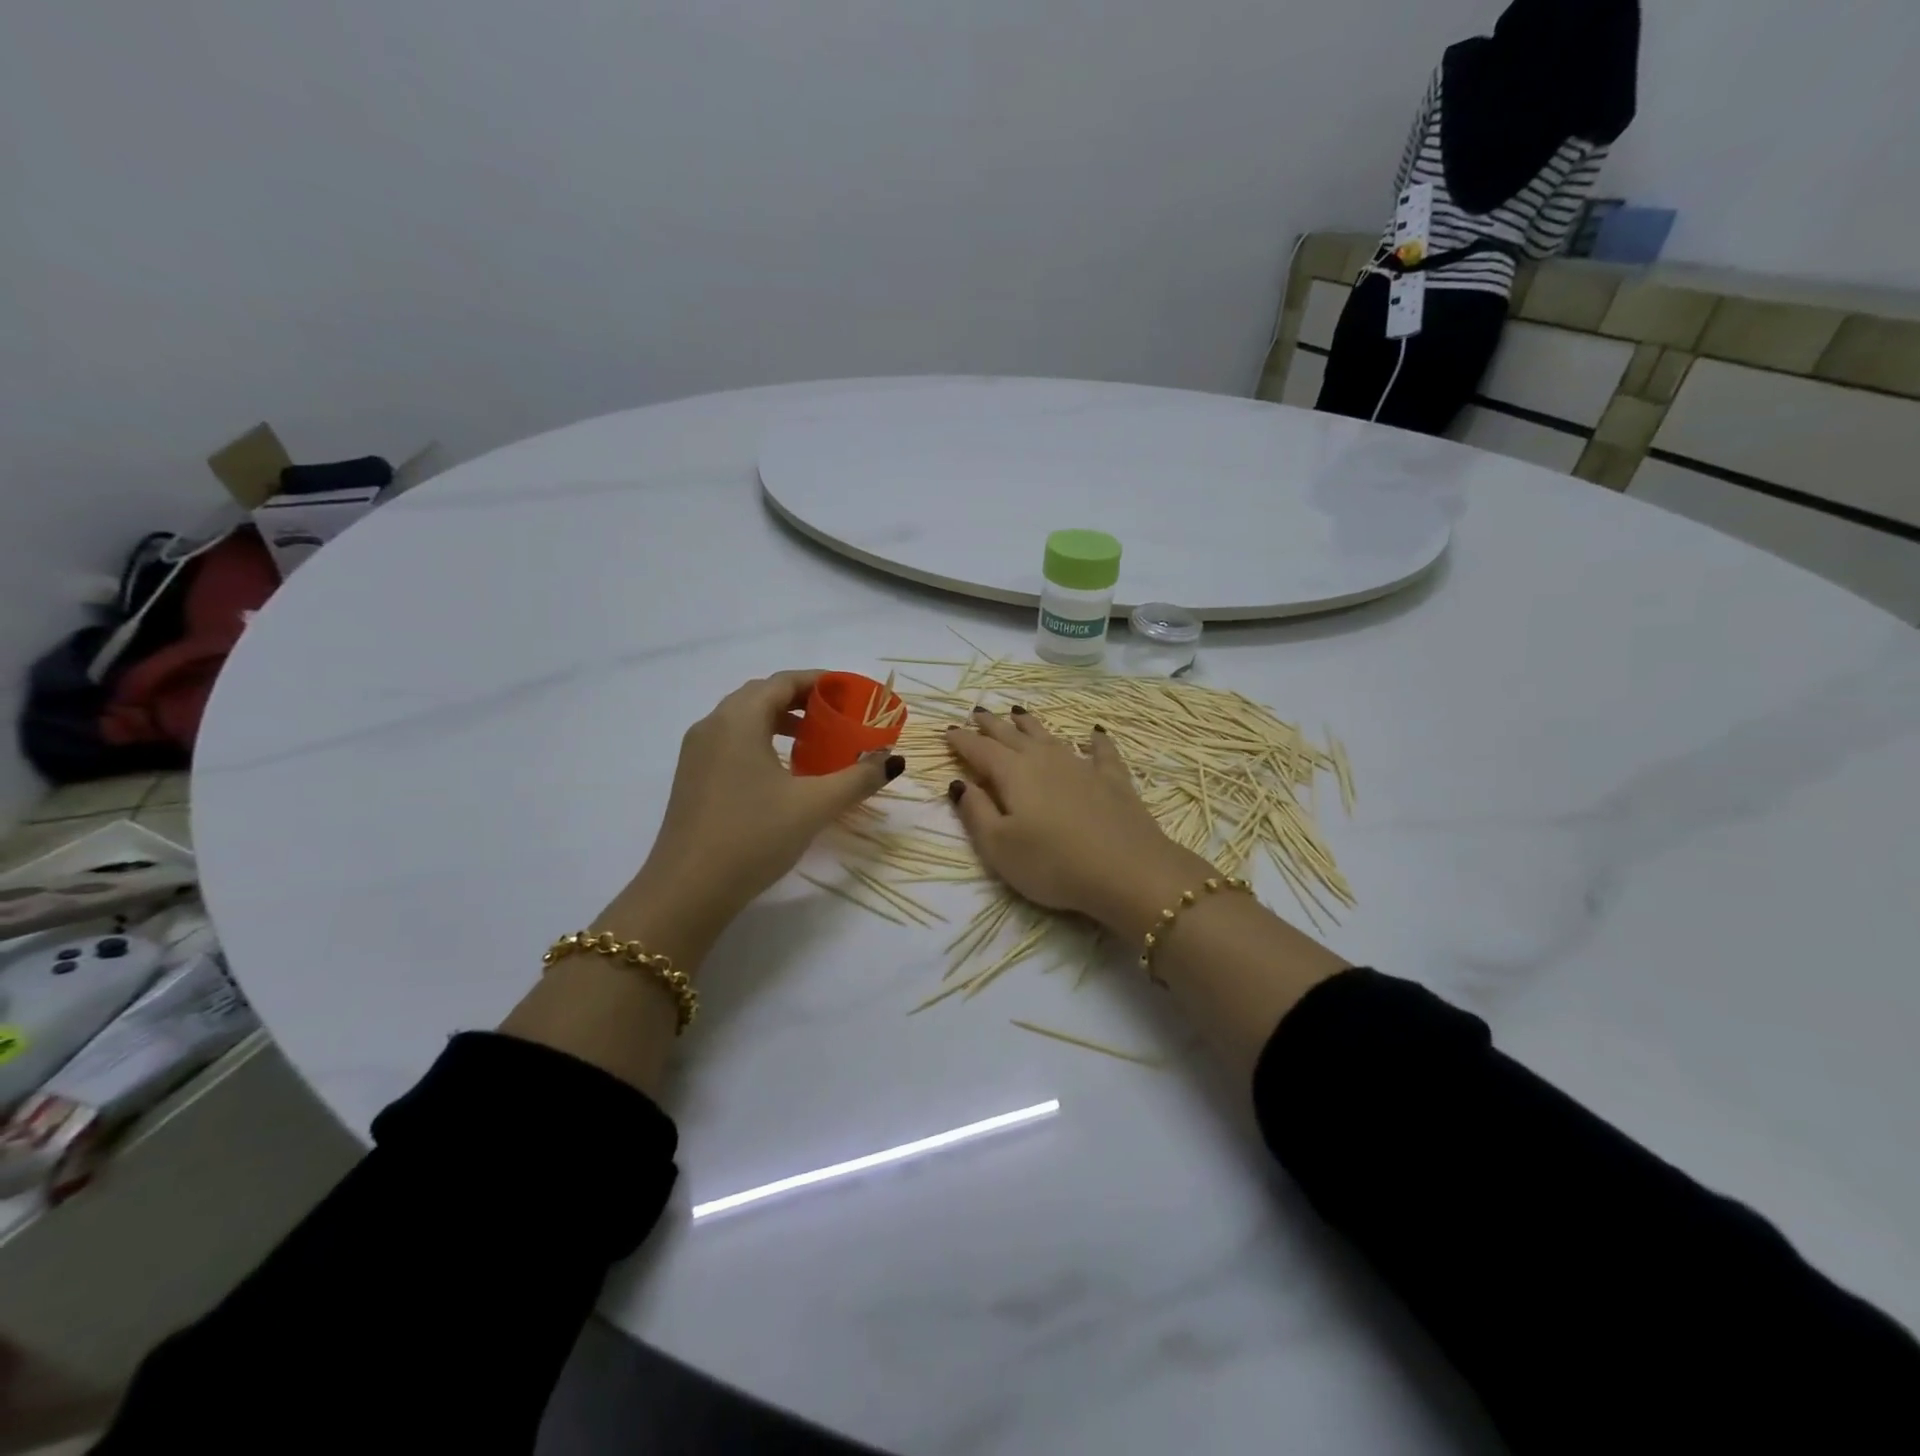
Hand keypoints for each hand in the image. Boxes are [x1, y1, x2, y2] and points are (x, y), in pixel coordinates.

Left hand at [603, 671, 902, 965]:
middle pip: (762, 695)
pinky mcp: (692, 778)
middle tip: (837, 715)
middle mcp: (712, 725)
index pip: (783, 682)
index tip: (850, 692)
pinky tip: (782, 771)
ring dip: (780, 720)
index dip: (820, 681)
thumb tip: (893, 759)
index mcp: (738, 720)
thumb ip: (858, 778)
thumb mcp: (814, 806)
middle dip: (802, 699)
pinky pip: (731, 741)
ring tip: (814, 741)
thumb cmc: (753, 837)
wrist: (687, 891)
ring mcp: (696, 753)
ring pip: (743, 719)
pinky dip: (761, 740)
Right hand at [945, 707, 1214, 938]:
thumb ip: (975, 812)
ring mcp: (1081, 766)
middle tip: (977, 712)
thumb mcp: (999, 847)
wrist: (1128, 870)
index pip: (979, 750)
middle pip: (1011, 735)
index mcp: (1013, 773)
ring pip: (1049, 736)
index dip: (961, 741)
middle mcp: (1044, 759)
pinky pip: (1101, 750)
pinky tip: (1095, 732)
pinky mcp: (1113, 779)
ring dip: (1030, 724)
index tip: (947, 731)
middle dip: (992, 724)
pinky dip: (1095, 739)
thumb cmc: (1052, 863)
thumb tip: (959, 783)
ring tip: (1017, 711)